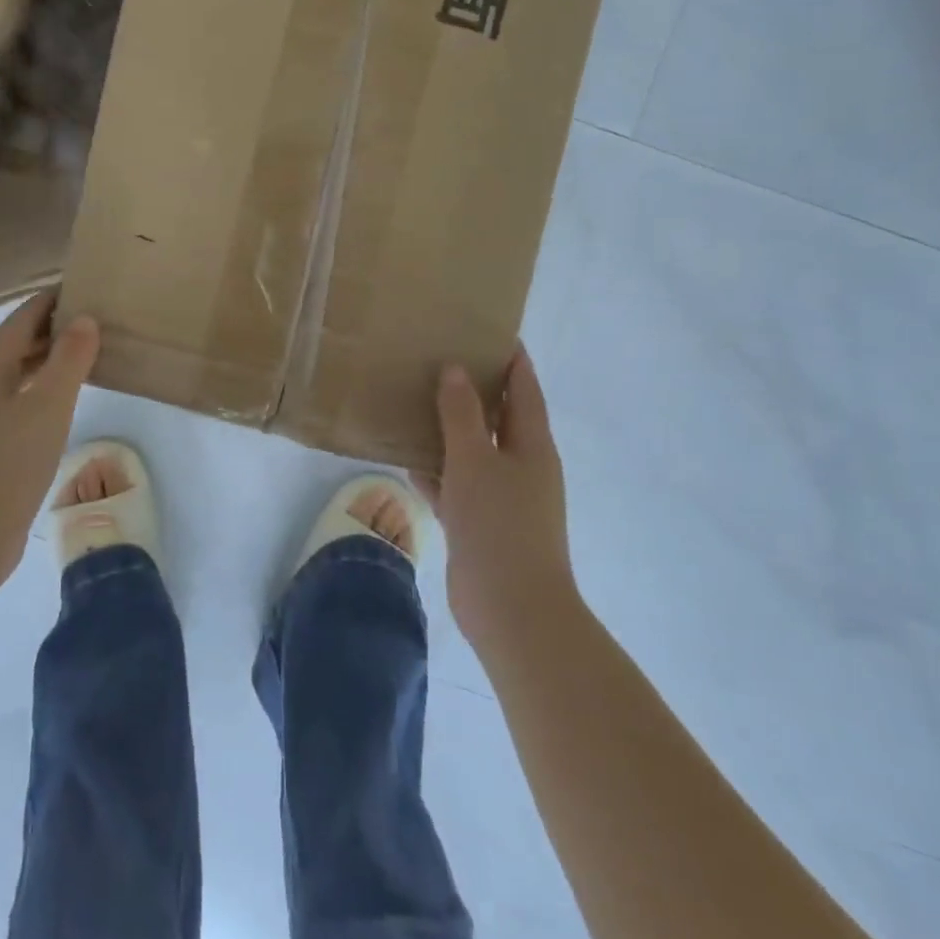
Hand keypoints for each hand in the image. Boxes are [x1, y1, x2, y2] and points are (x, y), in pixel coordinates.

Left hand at [0, 292, 99, 586]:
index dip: (52, 298)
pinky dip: (48, 386)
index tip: (85, 284)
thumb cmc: (9, 464)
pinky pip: (24, 398)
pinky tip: (70, 398)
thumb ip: (69, 360)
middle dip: (55, 325)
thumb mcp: (48, 406)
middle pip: (20, 342)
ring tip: (91, 349)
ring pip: (22, 371)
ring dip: (52, 356)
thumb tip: (85, 318)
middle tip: (98, 315)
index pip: (23, 318)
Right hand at [416, 344, 572, 649]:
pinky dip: (437, 470)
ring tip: (415, 400)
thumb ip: (462, 414)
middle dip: (473, 389)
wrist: (511, 609)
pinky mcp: (480, 523)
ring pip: (473, 451)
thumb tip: (456, 369)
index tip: (487, 330)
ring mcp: (502, 497)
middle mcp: (522, 466)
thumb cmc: (499, 525)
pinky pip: (456, 484)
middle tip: (438, 358)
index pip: (524, 388)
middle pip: (498, 417)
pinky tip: (407, 458)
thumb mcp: (475, 461)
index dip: (511, 358)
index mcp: (532, 445)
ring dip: (449, 429)